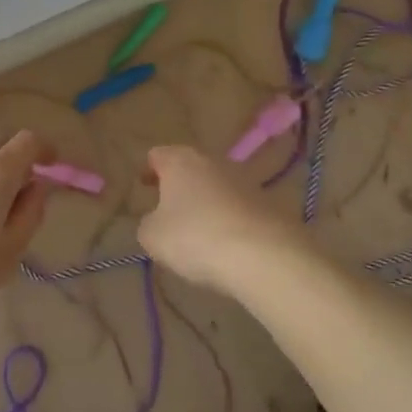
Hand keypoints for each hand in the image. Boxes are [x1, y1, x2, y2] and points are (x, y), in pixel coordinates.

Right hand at [137, 144, 308, 293]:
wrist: (265, 255)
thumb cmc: (196, 237)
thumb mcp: (153, 237)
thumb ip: (148, 224)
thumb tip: (157, 221)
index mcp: (180, 161)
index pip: (157, 155)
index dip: (148, 170)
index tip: (143, 186)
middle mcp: (212, 161)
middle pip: (189, 168)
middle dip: (179, 186)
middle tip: (168, 210)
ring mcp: (245, 180)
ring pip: (216, 186)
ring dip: (206, 202)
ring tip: (199, 232)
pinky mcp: (269, 203)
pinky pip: (239, 207)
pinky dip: (229, 220)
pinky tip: (227, 245)